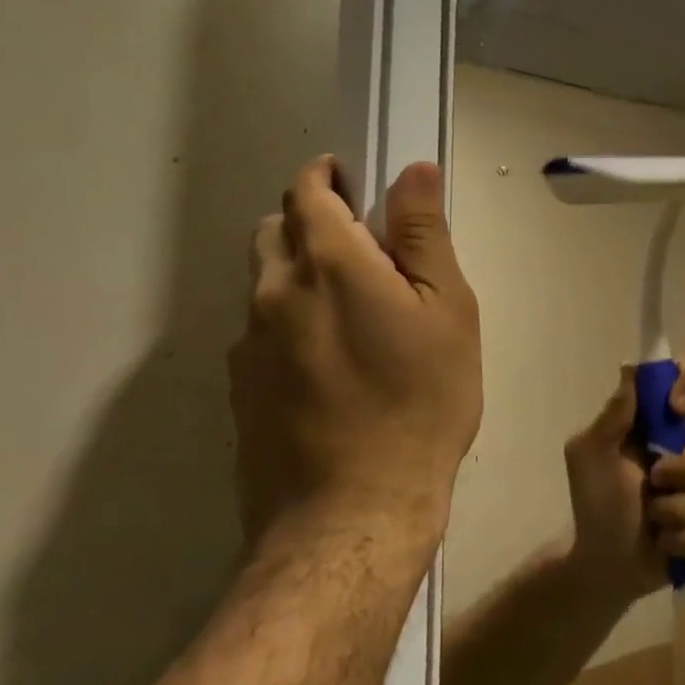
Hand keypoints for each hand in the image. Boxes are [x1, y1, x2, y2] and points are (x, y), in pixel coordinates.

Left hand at [229, 157, 481, 550]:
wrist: (352, 514)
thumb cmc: (419, 400)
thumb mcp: (447, 309)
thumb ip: (424, 234)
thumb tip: (413, 170)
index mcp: (327, 263)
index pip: (307, 192)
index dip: (328, 177)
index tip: (355, 182)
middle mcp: (273, 293)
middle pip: (276, 231)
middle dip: (312, 222)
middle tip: (365, 249)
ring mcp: (247, 345)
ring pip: (265, 283)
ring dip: (299, 273)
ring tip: (352, 312)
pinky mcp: (238, 390)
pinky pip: (260, 331)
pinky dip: (289, 321)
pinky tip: (330, 365)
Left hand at [563, 361, 684, 606]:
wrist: (602, 565)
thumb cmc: (593, 502)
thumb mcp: (589, 454)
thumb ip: (613, 414)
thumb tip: (630, 367)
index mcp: (660, 419)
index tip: (675, 408)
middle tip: (655, 482)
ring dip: (680, 511)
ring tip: (654, 522)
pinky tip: (665, 543)